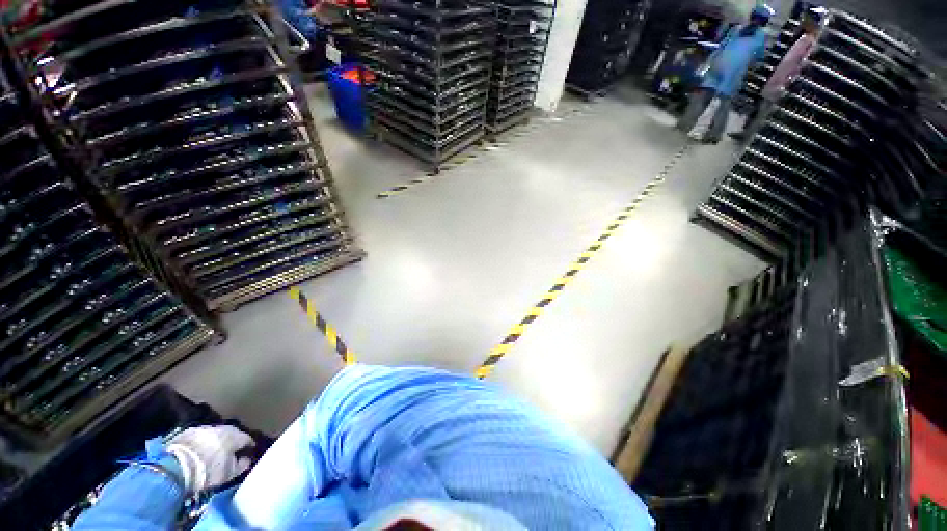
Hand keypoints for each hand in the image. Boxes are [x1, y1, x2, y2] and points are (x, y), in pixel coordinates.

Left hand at [165, 425, 254, 493]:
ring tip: (214, 452)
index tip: (248, 452)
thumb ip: (241, 465)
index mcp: (235, 436)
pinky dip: (203, 442)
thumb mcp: (229, 473)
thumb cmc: (208, 471)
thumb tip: (246, 459)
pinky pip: (201, 436)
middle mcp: (223, 428)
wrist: (176, 467)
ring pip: (216, 434)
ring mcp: (205, 428)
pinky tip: (199, 451)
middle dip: (233, 441)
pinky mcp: (188, 432)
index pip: (247, 439)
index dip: (248, 446)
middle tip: (231, 452)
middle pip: (232, 433)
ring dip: (217, 441)